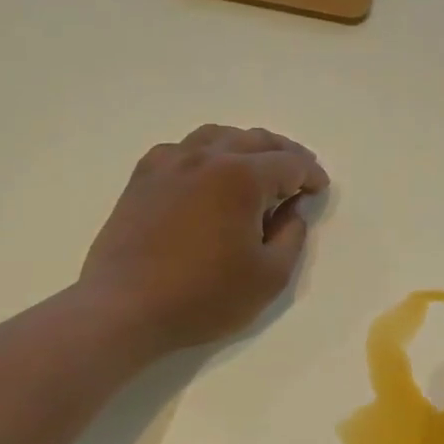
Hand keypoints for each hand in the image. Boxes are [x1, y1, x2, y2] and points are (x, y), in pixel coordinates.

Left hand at [77, 125, 328, 354]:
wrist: (124, 308)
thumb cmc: (203, 296)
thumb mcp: (269, 277)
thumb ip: (291, 236)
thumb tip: (292, 210)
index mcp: (241, 177)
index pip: (289, 163)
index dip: (311, 175)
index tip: (319, 189)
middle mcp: (206, 157)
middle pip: (255, 139)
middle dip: (284, 153)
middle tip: (299, 172)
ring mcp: (170, 163)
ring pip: (217, 135)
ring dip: (246, 146)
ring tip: (258, 166)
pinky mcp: (143, 177)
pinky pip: (183, 149)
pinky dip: (207, 152)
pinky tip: (208, 173)